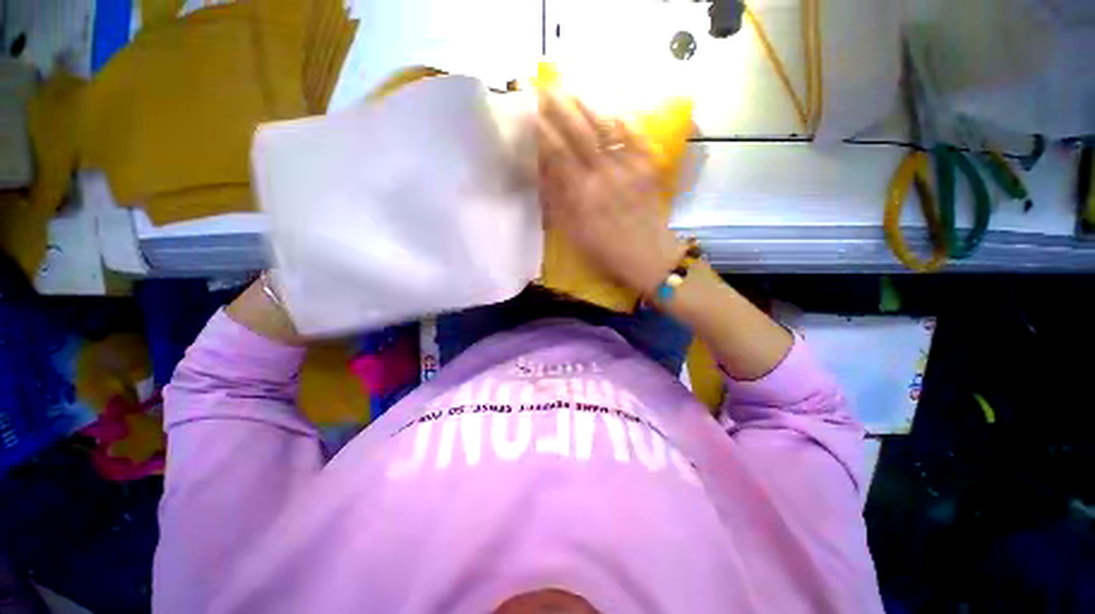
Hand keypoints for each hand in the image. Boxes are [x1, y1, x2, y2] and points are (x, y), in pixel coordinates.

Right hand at [537, 92, 683, 295]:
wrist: (647, 256)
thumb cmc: (605, 252)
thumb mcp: (573, 234)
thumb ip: (557, 203)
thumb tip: (543, 174)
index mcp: (582, 195)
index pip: (559, 154)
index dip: (544, 132)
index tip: (532, 113)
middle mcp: (604, 176)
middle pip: (580, 134)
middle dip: (562, 109)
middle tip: (547, 89)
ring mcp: (629, 169)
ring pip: (607, 130)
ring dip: (588, 108)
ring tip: (574, 91)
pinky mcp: (649, 169)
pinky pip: (636, 139)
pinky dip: (625, 123)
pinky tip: (614, 112)